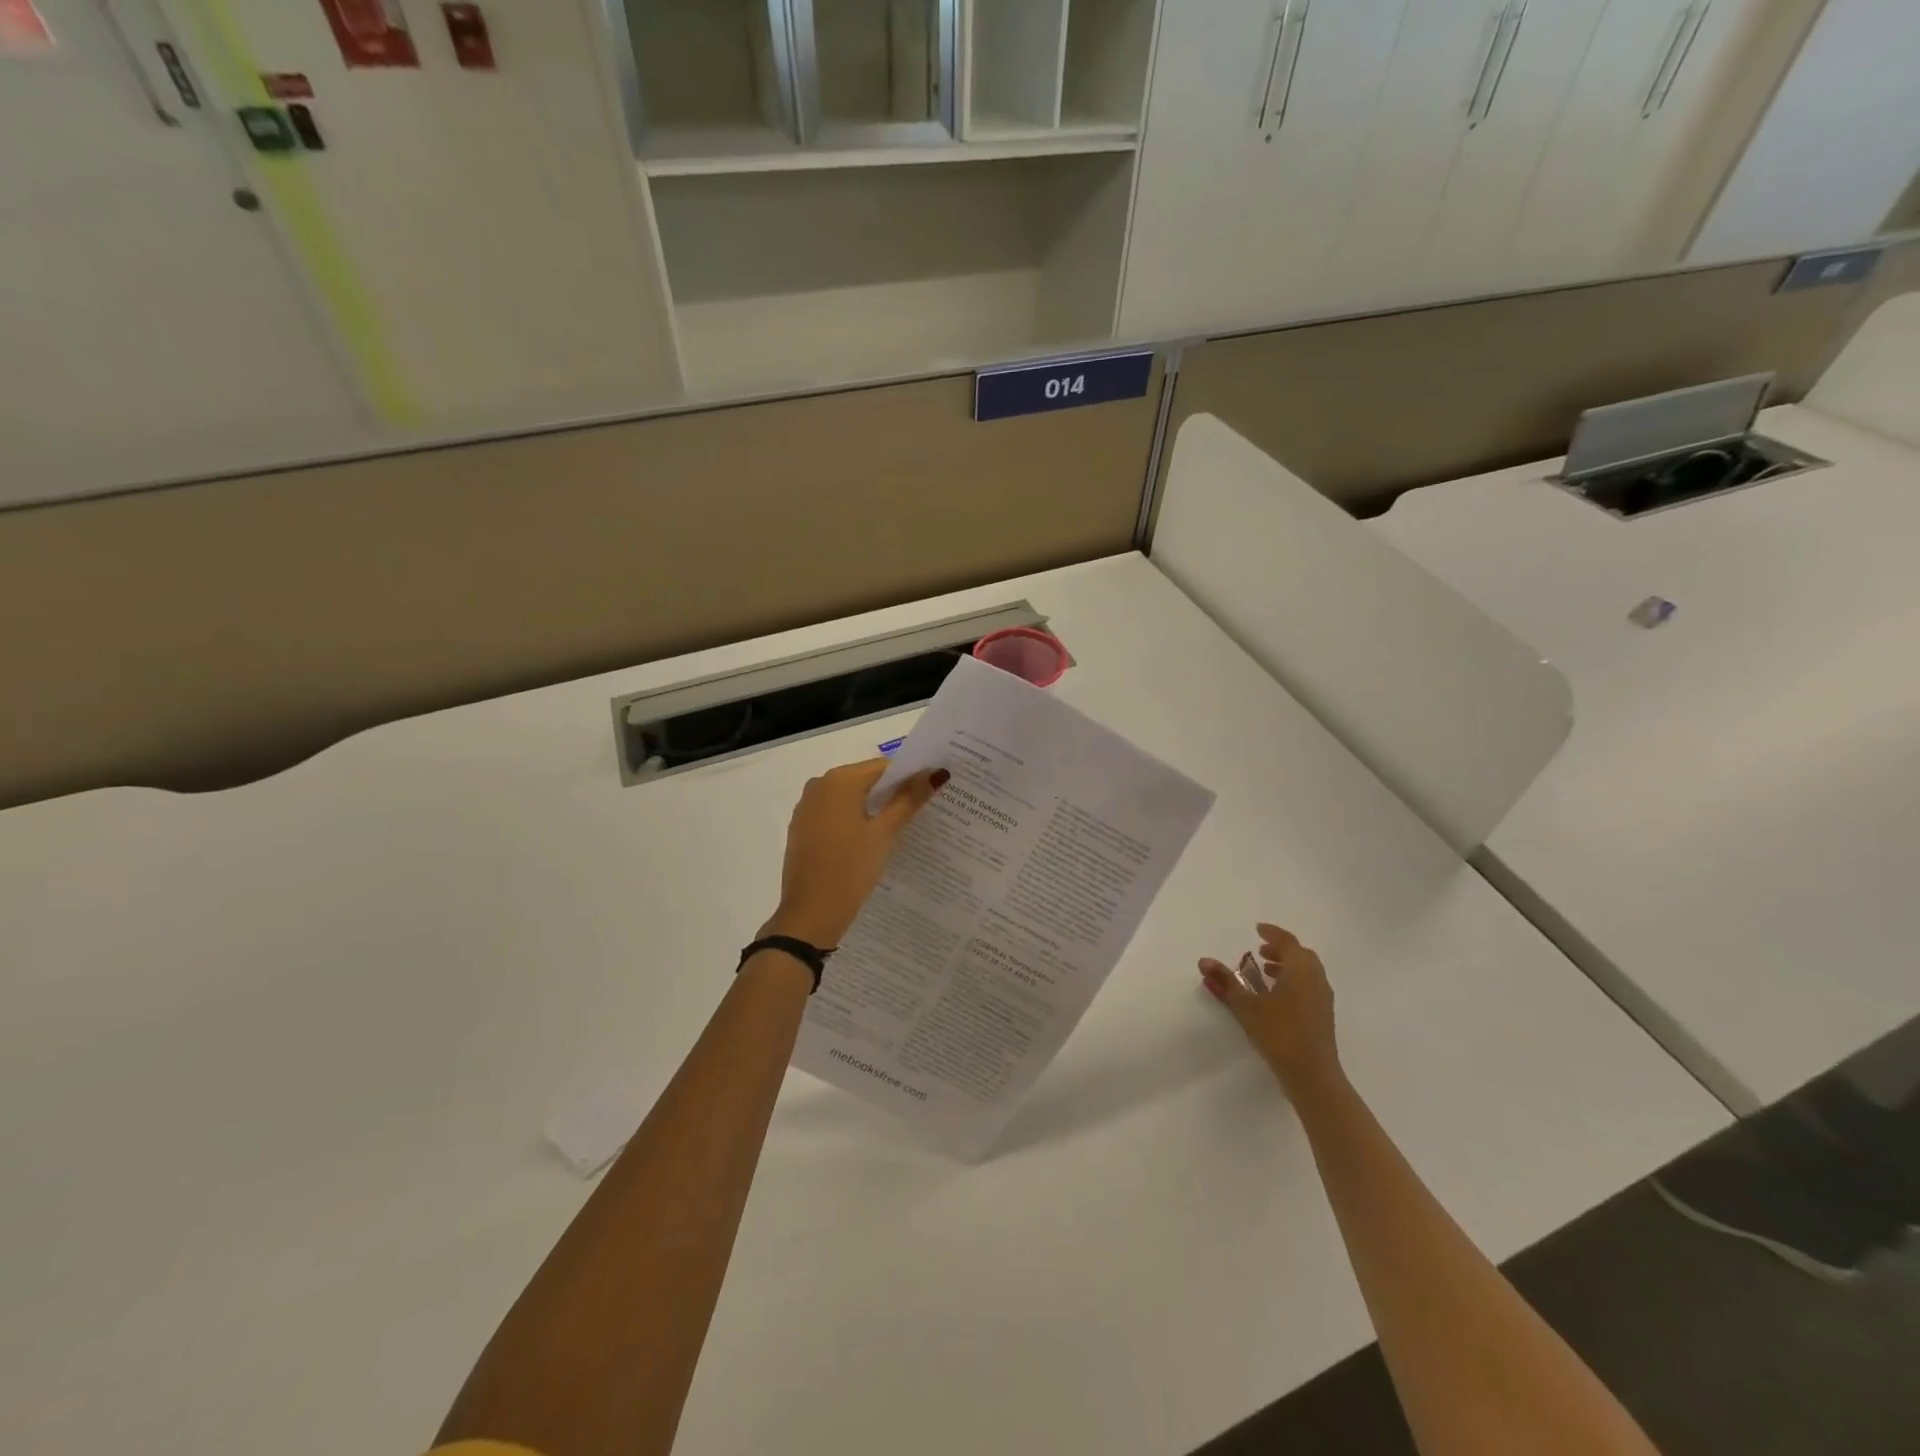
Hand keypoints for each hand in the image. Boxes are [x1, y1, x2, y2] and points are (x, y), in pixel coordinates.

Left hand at [762, 759, 948, 946]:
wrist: (810, 914)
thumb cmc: (850, 869)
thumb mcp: (884, 834)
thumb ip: (909, 800)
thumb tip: (935, 774)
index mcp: (839, 780)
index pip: (883, 767)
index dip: (910, 775)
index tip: (933, 788)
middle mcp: (819, 785)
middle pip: (866, 780)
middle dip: (893, 791)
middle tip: (925, 806)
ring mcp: (807, 807)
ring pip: (850, 797)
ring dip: (875, 807)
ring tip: (904, 823)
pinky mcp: (802, 828)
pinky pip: (835, 813)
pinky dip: (855, 819)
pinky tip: (873, 838)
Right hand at [1198, 923, 1341, 1095]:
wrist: (1312, 1075)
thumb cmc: (1279, 1033)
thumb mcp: (1247, 1006)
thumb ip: (1226, 982)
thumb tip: (1203, 961)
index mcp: (1300, 970)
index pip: (1287, 942)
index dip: (1272, 933)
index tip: (1258, 929)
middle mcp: (1316, 979)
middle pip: (1300, 955)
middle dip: (1280, 950)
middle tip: (1259, 951)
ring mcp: (1323, 998)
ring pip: (1307, 972)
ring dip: (1287, 966)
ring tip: (1265, 972)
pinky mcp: (1323, 1015)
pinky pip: (1309, 986)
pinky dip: (1294, 981)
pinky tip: (1277, 997)